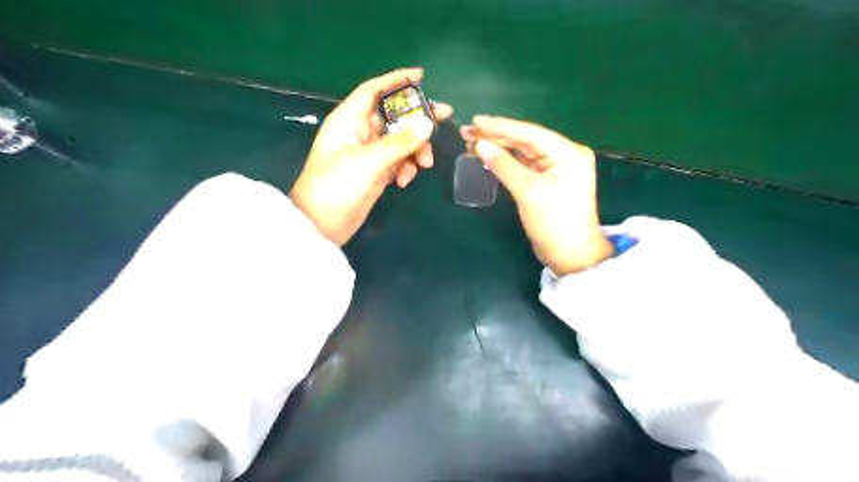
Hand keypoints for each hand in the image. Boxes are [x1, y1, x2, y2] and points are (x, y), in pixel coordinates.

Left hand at [289, 69, 450, 245]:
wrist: (322, 224)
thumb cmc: (337, 185)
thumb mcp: (369, 161)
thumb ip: (400, 143)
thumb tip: (428, 124)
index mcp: (349, 120)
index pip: (374, 91)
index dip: (396, 80)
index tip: (422, 75)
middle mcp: (360, 132)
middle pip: (394, 116)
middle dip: (417, 118)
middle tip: (445, 116)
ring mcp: (369, 154)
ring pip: (400, 141)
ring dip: (415, 149)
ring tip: (425, 164)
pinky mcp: (376, 172)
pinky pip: (398, 162)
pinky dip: (405, 168)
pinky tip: (403, 182)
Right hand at [466, 114, 613, 273]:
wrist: (571, 256)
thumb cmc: (554, 222)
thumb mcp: (529, 191)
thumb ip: (504, 165)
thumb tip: (480, 145)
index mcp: (568, 153)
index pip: (530, 133)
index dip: (501, 127)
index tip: (475, 121)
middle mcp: (564, 155)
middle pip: (526, 141)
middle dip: (497, 136)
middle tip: (468, 132)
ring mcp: (555, 169)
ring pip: (523, 153)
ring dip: (499, 148)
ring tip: (472, 142)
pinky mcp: (546, 182)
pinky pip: (523, 166)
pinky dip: (506, 162)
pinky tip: (488, 157)